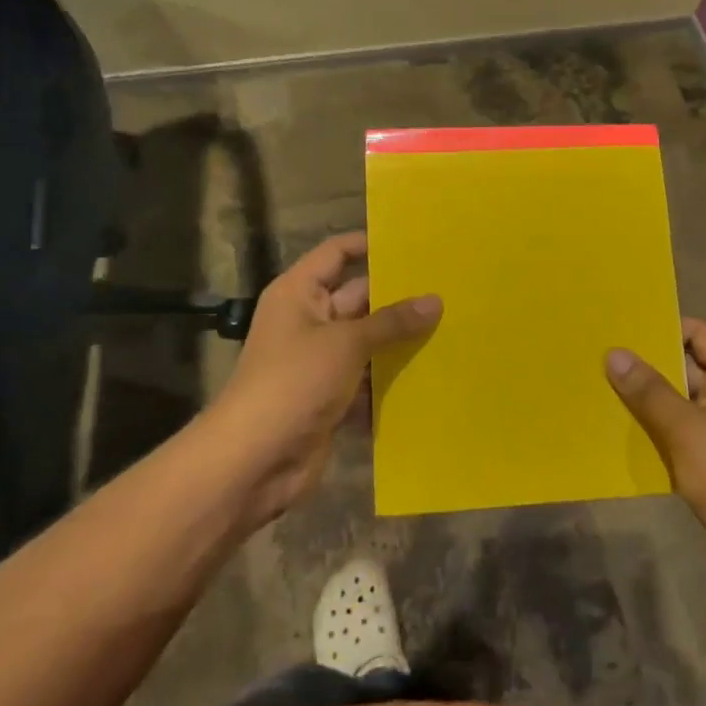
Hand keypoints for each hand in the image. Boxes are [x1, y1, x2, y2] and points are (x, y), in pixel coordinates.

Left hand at [202, 232, 439, 532]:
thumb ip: (392, 321)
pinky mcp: (331, 397)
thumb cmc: (294, 382)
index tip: (415, 244)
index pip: (337, 253)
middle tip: (449, 289)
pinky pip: (368, 379)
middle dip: (399, 297)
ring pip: (368, 341)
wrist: (253, 461)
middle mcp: (309, 320)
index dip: (370, 245)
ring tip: (452, 327)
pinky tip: (434, 373)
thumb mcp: (346, 343)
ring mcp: (320, 361)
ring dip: (401, 341)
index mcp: (300, 293)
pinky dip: (392, 379)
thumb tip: (435, 300)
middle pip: (360, 297)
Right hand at [605, 320, 705, 606]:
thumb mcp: (686, 429)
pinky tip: (617, 430)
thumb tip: (614, 353)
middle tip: (596, 358)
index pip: (695, 332)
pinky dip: (654, 431)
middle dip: (644, 367)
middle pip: (684, 366)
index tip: (617, 328)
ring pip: (678, 402)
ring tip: (597, 390)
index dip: (659, 328)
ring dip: (645, 401)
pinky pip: (679, 432)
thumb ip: (648, 390)